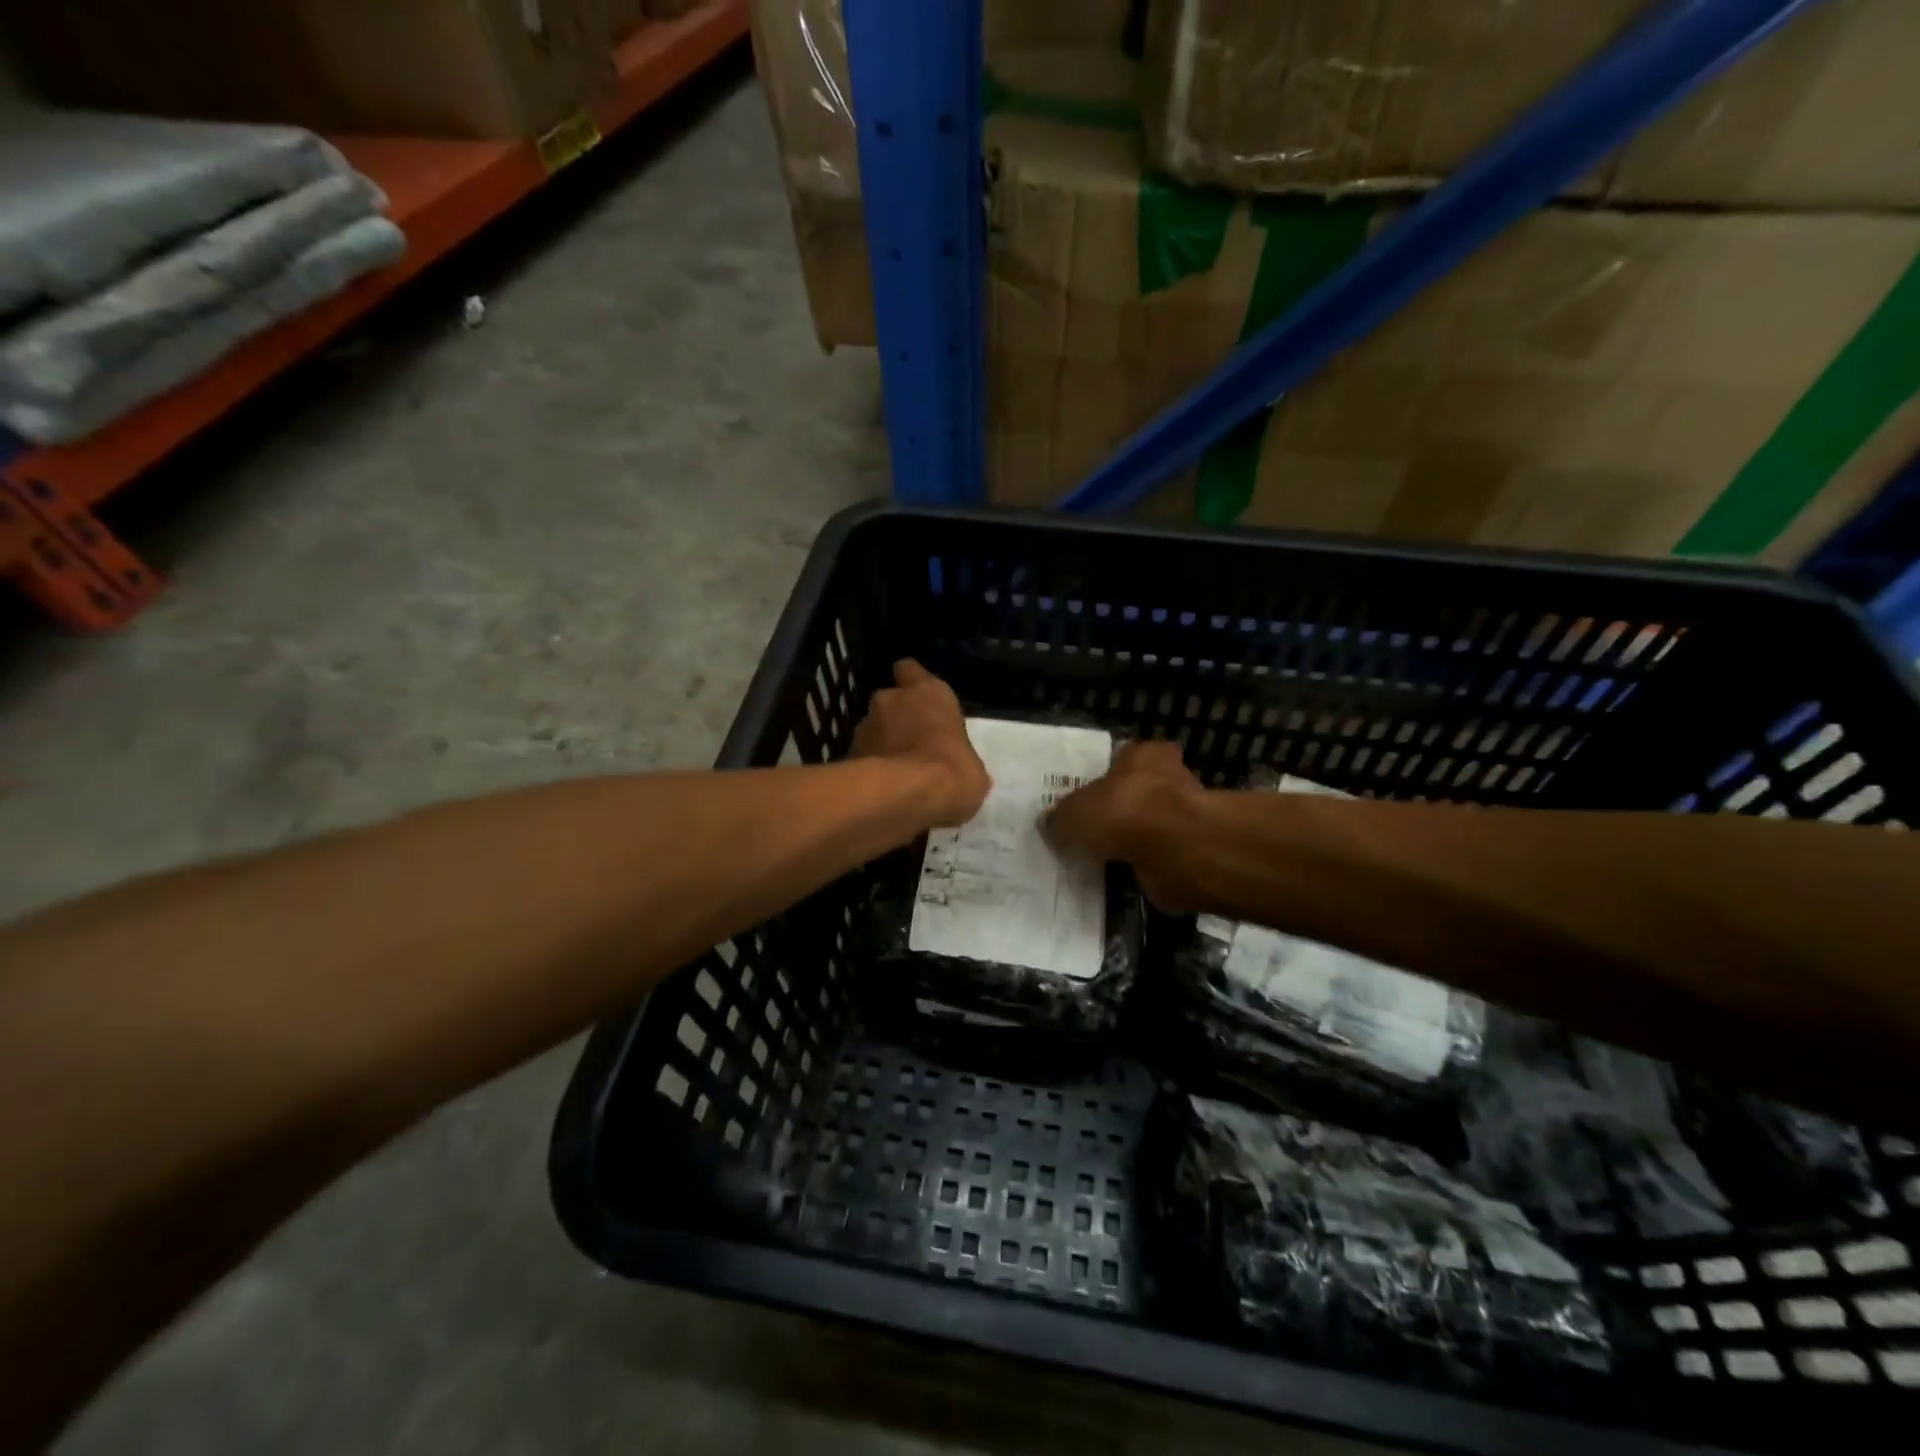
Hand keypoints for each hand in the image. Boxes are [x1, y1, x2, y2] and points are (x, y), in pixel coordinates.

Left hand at [851, 660, 990, 827]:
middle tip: (911, 742)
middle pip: (891, 700)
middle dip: (897, 717)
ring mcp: (865, 725)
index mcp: (929, 693)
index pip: (911, 670)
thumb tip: (960, 772)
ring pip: (873, 728)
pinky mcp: (848, 753)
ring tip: (895, 771)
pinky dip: (869, 767)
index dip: (914, 684)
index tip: (921, 701)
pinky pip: (861, 756)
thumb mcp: (973, 770)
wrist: (904, 796)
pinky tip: (882, 788)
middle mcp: (892, 699)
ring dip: (882, 743)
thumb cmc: (951, 772)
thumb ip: (960, 758)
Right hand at [1045, 739, 1204, 910]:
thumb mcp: (1074, 812)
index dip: (1104, 776)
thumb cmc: (1125, 812)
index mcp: (1144, 755)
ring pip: (1147, 827)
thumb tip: (1049, 824)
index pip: (1123, 758)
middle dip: (1118, 811)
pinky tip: (1117, 879)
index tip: (1086, 797)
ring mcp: (1183, 818)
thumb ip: (1060, 818)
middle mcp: (1169, 779)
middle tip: (1088, 830)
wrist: (1178, 853)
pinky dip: (1141, 867)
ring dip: (1130, 842)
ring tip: (1098, 859)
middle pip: (1137, 793)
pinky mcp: (1189, 853)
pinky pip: (1156, 858)